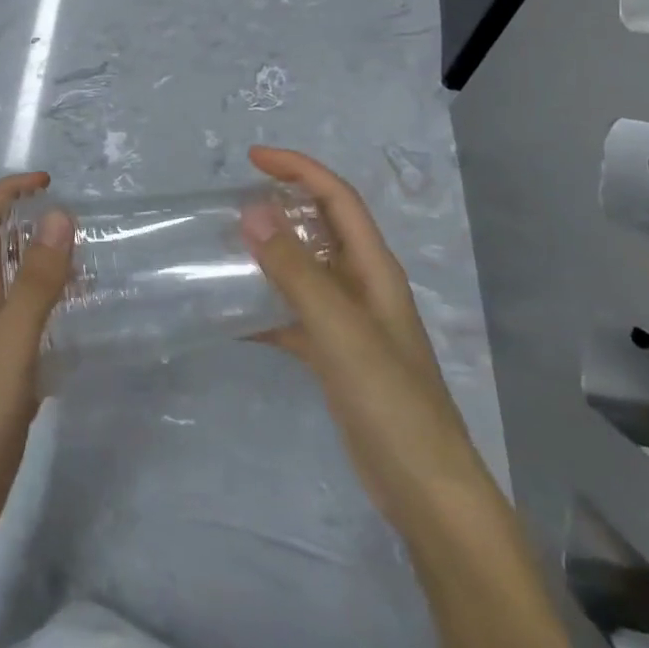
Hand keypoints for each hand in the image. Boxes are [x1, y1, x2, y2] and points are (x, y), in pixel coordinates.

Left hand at [0, 172, 71, 553]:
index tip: (46, 182)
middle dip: (30, 224)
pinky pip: (35, 329)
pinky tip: (83, 325)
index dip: (7, 194)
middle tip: (78, 221)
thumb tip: (58, 216)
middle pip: (1, 252)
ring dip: (47, 266)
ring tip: (91, 263)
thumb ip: (36, 284)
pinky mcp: (11, 379)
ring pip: (21, 290)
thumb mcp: (11, 343)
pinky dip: (57, 313)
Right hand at [240, 146, 490, 531]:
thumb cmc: (389, 399)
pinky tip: (232, 316)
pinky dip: (265, 308)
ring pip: (304, 270)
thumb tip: (252, 211)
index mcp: (374, 269)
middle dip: (282, 204)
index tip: (253, 158)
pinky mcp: (335, 356)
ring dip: (270, 253)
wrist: (423, 489)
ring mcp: (349, 323)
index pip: (337, 199)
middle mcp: (363, 287)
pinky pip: (293, 315)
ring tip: (225, 247)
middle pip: (322, 228)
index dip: (299, 169)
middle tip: (231, 201)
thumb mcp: (339, 328)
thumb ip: (295, 270)